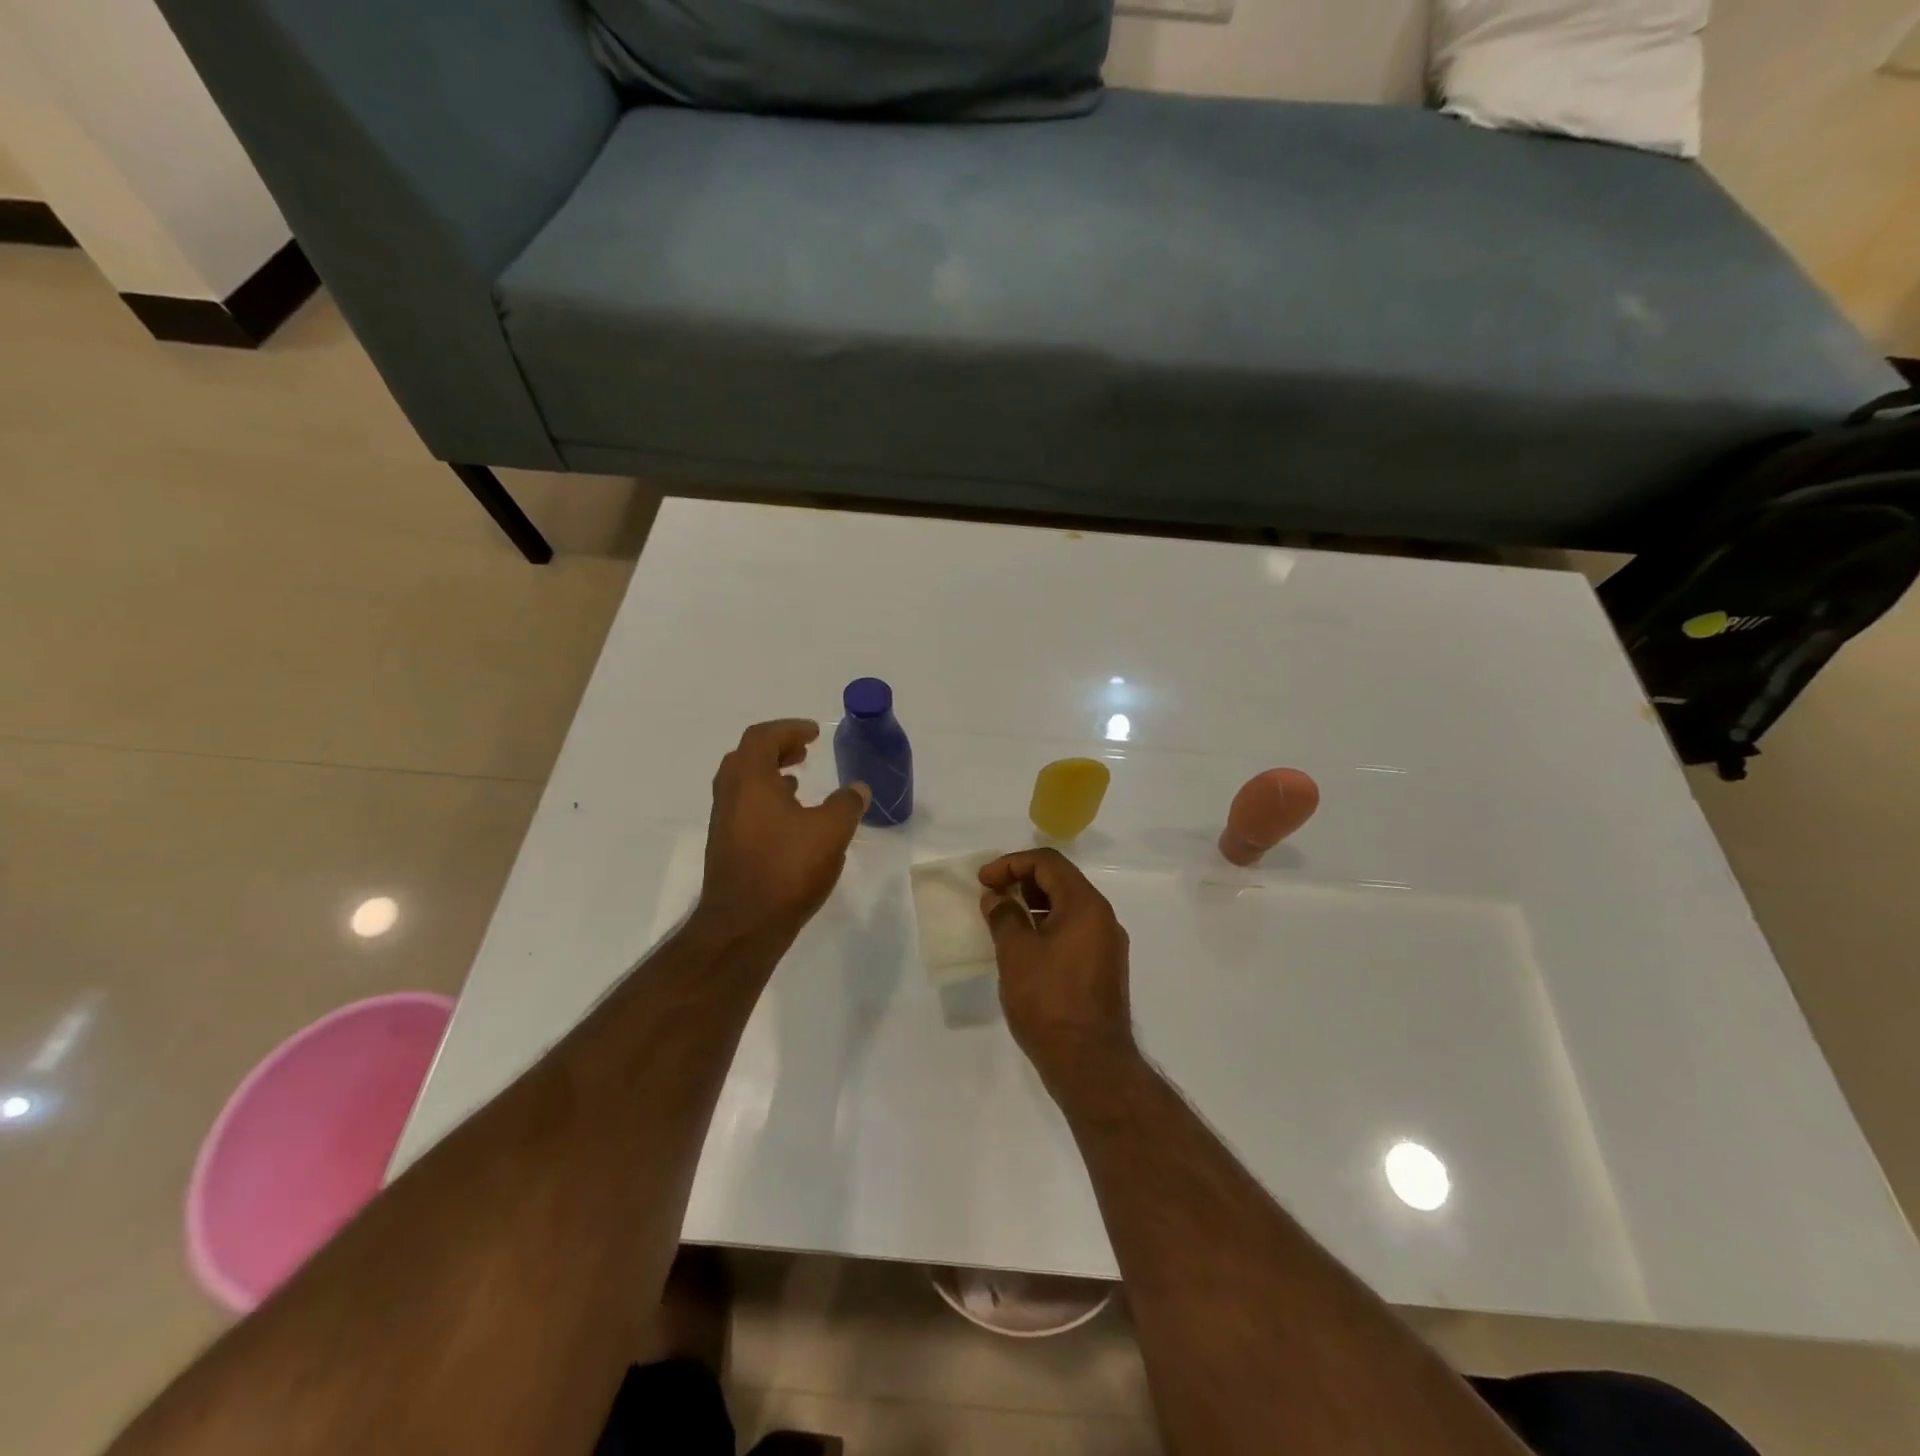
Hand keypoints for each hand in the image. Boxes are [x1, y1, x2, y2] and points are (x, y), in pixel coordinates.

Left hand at [695, 720, 869, 944]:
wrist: (743, 926)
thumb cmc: (786, 869)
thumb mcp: (830, 831)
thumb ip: (847, 804)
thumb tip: (857, 789)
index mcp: (750, 780)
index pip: (762, 737)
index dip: (789, 729)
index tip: (814, 734)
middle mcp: (730, 795)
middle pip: (747, 756)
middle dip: (777, 749)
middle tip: (804, 752)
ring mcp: (723, 823)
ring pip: (743, 784)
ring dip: (769, 775)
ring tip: (798, 781)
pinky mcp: (726, 847)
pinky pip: (744, 807)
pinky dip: (766, 799)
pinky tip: (790, 820)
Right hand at [978, 849, 1134, 1079]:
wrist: (1090, 1064)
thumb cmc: (1049, 1001)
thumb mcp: (1016, 953)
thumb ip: (1004, 916)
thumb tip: (996, 899)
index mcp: (1086, 905)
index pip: (1048, 863)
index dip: (1011, 864)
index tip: (983, 881)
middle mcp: (1103, 918)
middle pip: (1061, 882)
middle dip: (1022, 882)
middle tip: (991, 896)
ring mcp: (1107, 945)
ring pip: (1067, 908)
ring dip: (1034, 906)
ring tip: (1002, 919)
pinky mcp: (1104, 968)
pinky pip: (1074, 931)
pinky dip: (1047, 927)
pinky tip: (1024, 946)